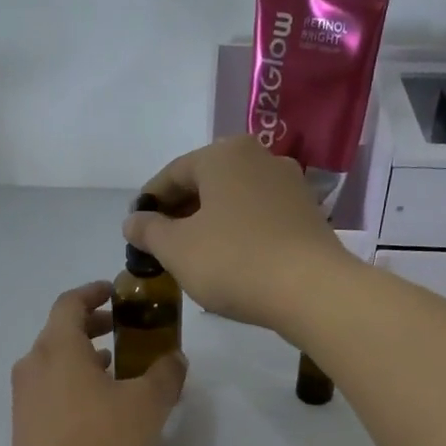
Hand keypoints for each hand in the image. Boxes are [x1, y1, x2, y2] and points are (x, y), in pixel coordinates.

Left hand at [10, 282, 186, 445]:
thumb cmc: (101, 440)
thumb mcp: (148, 404)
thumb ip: (166, 375)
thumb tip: (175, 359)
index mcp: (58, 347)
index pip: (70, 303)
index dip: (93, 292)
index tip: (114, 293)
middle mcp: (33, 365)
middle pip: (60, 332)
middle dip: (92, 326)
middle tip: (122, 331)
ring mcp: (24, 397)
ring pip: (54, 363)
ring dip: (83, 359)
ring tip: (115, 370)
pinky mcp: (24, 426)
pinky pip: (49, 390)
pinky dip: (72, 384)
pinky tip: (97, 408)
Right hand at [123, 136, 355, 330]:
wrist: (311, 290)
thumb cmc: (234, 261)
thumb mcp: (177, 249)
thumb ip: (148, 231)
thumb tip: (133, 221)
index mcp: (224, 154)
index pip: (173, 173)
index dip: (150, 202)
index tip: (136, 229)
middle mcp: (260, 158)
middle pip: (207, 183)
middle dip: (181, 212)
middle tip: (162, 245)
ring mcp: (290, 185)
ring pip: (235, 200)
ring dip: (210, 223)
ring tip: (194, 255)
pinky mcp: (308, 214)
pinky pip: (260, 217)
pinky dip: (239, 232)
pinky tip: (230, 260)